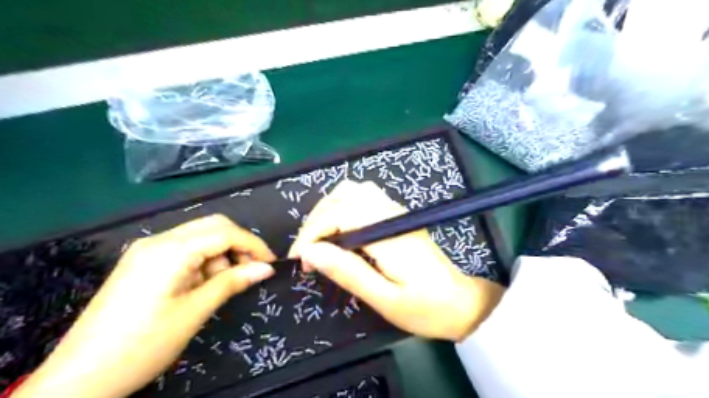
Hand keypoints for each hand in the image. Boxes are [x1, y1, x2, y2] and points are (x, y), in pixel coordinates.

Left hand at [13, 217, 272, 396]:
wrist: (77, 379)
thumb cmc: (142, 345)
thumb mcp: (194, 312)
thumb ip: (232, 282)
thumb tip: (266, 268)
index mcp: (170, 250)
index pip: (225, 232)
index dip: (253, 245)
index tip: (271, 264)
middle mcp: (158, 240)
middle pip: (213, 226)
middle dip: (238, 245)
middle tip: (249, 272)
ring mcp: (147, 250)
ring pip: (199, 236)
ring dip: (220, 254)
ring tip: (220, 285)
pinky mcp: (142, 262)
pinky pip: (183, 249)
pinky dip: (202, 261)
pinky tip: (200, 285)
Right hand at [290, 182, 505, 339]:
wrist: (461, 302)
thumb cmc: (425, 307)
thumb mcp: (384, 299)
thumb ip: (347, 272)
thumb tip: (310, 253)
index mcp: (388, 233)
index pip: (340, 213)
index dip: (312, 232)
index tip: (299, 259)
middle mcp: (391, 213)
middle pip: (344, 195)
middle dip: (317, 220)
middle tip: (307, 252)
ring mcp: (396, 211)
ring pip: (353, 192)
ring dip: (328, 211)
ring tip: (319, 241)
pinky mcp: (396, 215)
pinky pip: (363, 198)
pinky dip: (341, 209)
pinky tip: (338, 233)